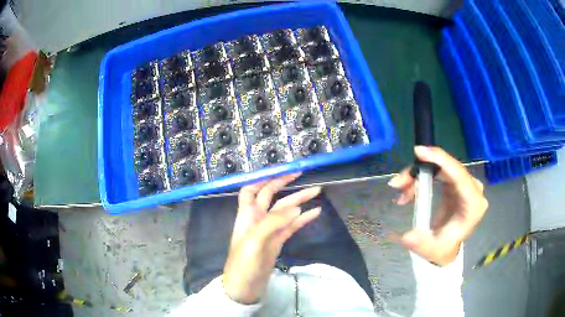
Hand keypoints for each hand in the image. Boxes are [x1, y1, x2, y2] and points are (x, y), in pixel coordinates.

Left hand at [222, 172, 321, 303]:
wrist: (245, 287)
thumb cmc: (244, 263)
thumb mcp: (254, 241)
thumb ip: (273, 222)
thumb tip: (297, 208)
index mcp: (246, 216)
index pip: (251, 190)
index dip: (263, 179)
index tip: (280, 171)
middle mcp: (257, 219)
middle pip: (270, 196)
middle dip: (285, 184)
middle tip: (302, 174)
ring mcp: (269, 230)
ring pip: (284, 210)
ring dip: (299, 200)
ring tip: (317, 191)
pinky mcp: (277, 241)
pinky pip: (291, 226)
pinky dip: (302, 218)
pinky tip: (315, 212)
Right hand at [388, 146, 487, 265]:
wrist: (446, 248)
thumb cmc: (443, 249)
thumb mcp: (433, 251)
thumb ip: (422, 244)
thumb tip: (407, 236)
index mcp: (474, 204)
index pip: (459, 175)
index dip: (440, 160)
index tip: (418, 152)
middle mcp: (473, 189)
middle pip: (447, 169)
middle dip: (421, 171)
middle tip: (398, 183)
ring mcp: (465, 184)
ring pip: (441, 168)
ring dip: (418, 175)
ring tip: (401, 190)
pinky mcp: (457, 183)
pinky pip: (438, 172)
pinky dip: (422, 177)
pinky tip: (409, 190)